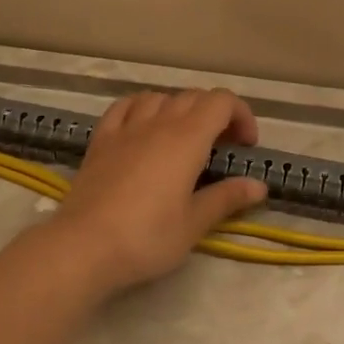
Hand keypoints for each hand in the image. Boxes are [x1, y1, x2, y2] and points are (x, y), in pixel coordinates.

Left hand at [45, 89, 268, 296]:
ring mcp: (125, 129)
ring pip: (158, 97)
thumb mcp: (194, 224)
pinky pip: (124, 107)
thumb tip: (259, 186)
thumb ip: (227, 198)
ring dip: (179, 108)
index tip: (246, 147)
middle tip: (222, 148)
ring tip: (183, 137)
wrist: (84, 246)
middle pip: (193, 96)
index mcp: (187, 138)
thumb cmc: (147, 237)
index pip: (221, 101)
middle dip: (215, 114)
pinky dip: (141, 108)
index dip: (240, 115)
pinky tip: (143, 126)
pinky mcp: (100, 140)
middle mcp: (157, 123)